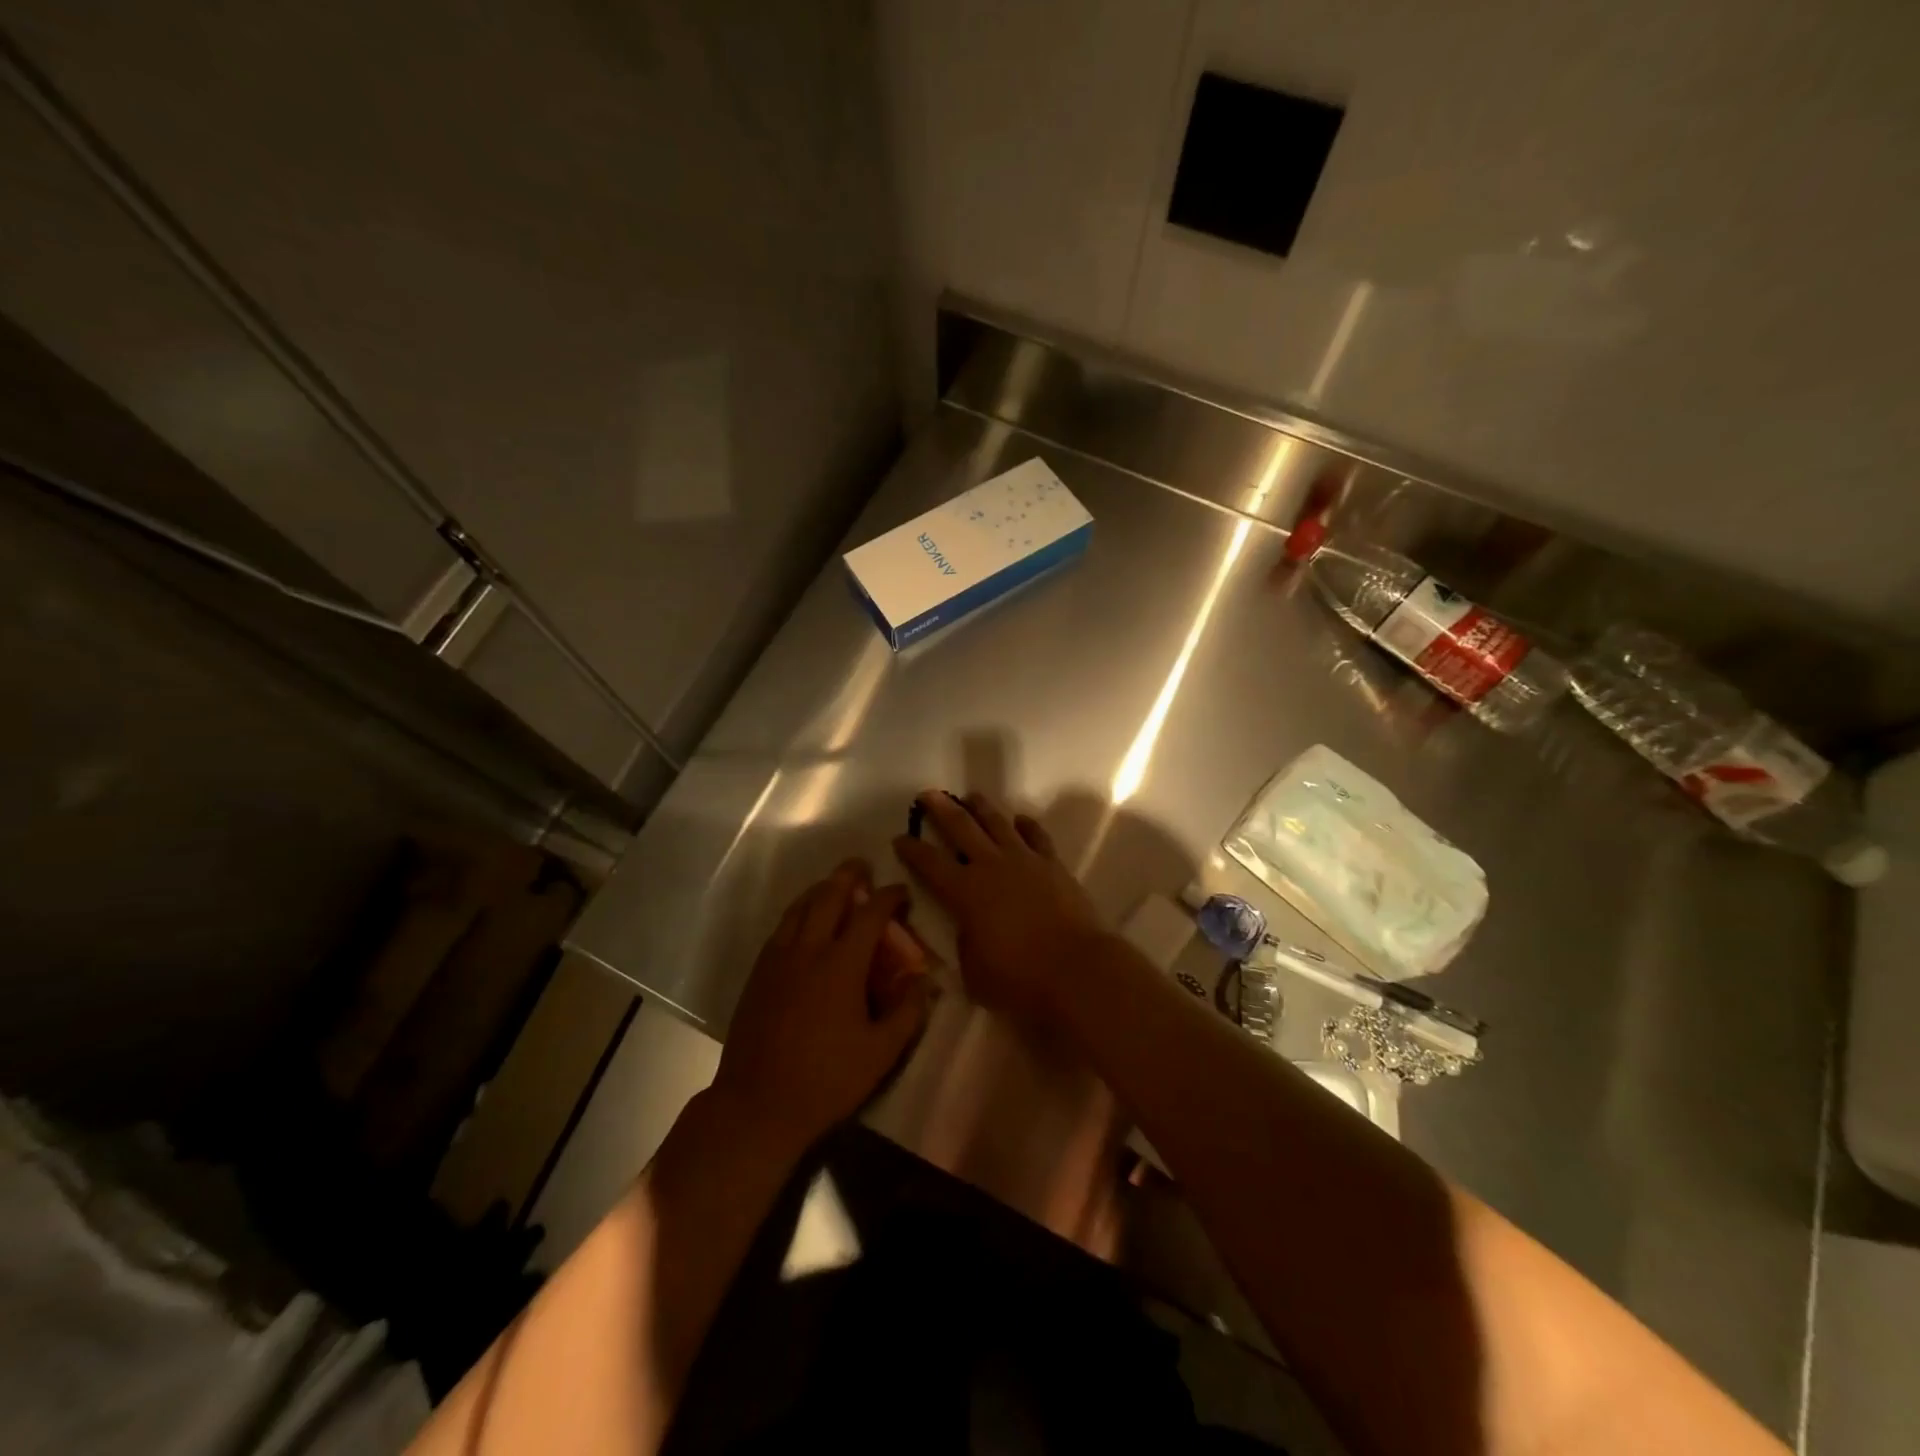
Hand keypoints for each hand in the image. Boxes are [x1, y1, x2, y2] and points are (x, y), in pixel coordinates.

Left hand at [712, 861, 931, 1150]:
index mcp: (841, 965)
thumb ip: (908, 1012)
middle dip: (848, 877)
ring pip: (799, 907)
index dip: (889, 897)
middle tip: (863, 867)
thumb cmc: (826, 1080)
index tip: (901, 892)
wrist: (757, 1105)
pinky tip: (804, 921)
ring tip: (834, 885)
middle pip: (828, 897)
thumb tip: (924, 981)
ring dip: (820, 889)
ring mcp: (778, 959)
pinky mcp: (758, 973)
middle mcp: (808, 950)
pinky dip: (799, 912)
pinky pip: (782, 927)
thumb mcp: (880, 1053)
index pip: (870, 915)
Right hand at [893, 791, 1105, 1028]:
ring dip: (982, 808)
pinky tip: (1020, 820)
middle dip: (941, 809)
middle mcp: (991, 866)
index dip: (912, 849)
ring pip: (998, 823)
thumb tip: (969, 929)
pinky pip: (1036, 836)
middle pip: (961, 828)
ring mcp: (1025, 861)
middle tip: (928, 794)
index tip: (899, 838)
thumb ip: (966, 945)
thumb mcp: (975, 973)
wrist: (1077, 969)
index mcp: (965, 893)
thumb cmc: (1020, 979)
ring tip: (971, 796)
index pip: (929, 863)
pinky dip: (1026, 826)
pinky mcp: (1053, 865)